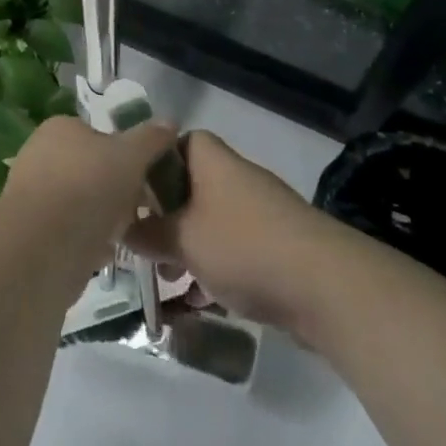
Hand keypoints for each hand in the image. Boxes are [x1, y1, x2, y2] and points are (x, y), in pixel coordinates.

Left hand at [0, 115, 178, 272]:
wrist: (42, 248)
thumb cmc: (88, 187)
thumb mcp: (130, 155)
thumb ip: (151, 138)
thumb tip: (169, 123)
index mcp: (60, 128)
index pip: (100, 134)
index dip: (127, 153)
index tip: (148, 175)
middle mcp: (42, 154)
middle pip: (93, 168)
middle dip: (119, 188)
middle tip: (143, 207)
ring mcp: (34, 194)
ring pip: (83, 201)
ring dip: (106, 216)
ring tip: (128, 231)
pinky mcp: (33, 231)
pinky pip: (71, 229)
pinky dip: (89, 239)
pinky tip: (107, 251)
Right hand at [125, 131, 334, 335]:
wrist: (323, 285)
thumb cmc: (243, 246)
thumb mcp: (182, 239)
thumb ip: (148, 233)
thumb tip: (122, 228)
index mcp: (210, 160)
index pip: (174, 144)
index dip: (150, 166)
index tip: (130, 197)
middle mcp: (234, 177)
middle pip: (188, 187)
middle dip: (164, 218)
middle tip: (143, 246)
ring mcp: (258, 211)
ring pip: (209, 222)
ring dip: (186, 248)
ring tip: (167, 281)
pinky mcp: (275, 245)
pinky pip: (232, 249)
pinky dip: (213, 269)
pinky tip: (199, 301)